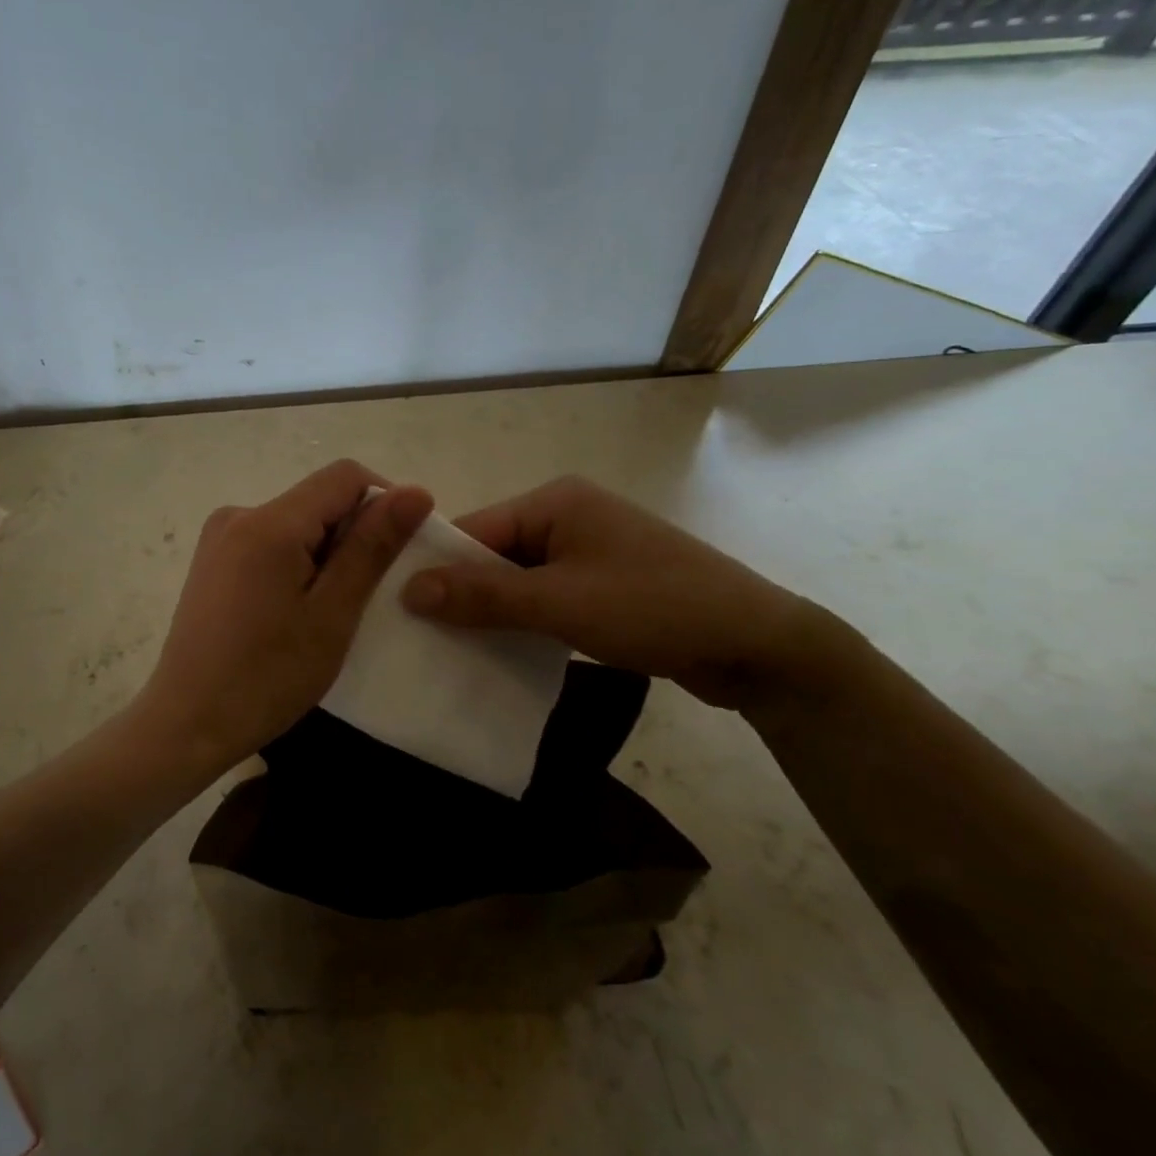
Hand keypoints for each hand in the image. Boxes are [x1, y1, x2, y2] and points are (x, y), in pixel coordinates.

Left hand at [138, 460, 432, 772]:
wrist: (187, 723)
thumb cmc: (267, 676)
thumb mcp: (332, 613)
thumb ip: (372, 547)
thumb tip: (415, 491)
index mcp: (269, 522)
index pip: (345, 477)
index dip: (383, 503)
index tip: (397, 554)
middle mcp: (238, 514)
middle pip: (318, 499)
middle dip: (353, 535)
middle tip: (362, 597)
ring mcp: (219, 537)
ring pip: (296, 523)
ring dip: (326, 553)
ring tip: (327, 611)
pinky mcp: (212, 560)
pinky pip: (270, 542)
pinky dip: (297, 563)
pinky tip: (293, 611)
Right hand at [400, 475, 827, 709]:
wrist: (758, 645)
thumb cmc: (653, 607)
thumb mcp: (559, 603)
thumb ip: (483, 595)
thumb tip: (408, 589)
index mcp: (555, 502)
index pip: (475, 530)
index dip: (436, 569)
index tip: (398, 610)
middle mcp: (568, 516)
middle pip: (495, 555)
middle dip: (463, 595)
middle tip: (420, 639)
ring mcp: (589, 551)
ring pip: (519, 580)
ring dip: (493, 612)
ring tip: (451, 651)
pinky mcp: (604, 585)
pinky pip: (546, 598)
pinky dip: (524, 622)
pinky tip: (500, 653)